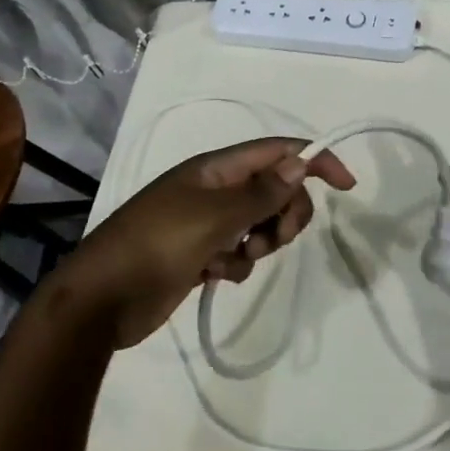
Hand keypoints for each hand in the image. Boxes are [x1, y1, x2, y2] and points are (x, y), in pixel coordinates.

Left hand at [48, 138, 355, 347]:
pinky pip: (238, 252)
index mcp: (217, 168)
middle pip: (274, 189)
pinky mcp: (199, 253)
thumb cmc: (158, 245)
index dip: (314, 161)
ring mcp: (206, 221)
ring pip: (259, 223)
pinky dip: (236, 263)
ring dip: (259, 242)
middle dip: (285, 213)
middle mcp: (214, 189)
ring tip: (235, 259)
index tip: (347, 186)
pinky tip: (214, 274)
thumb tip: (300, 163)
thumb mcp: (215, 216)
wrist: (103, 298)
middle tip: (275, 238)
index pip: (277, 152)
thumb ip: (261, 192)